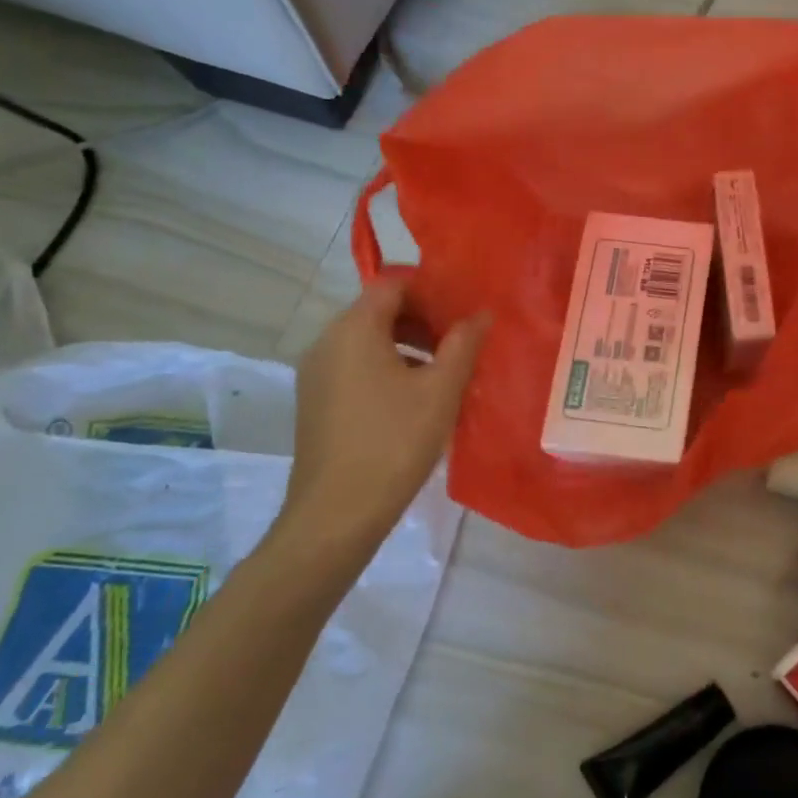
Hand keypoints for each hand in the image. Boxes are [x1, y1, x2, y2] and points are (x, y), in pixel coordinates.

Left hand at [279, 281, 490, 556]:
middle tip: (461, 339)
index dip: (430, 288)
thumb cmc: (394, 442)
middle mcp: (326, 342)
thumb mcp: (441, 390)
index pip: (392, 284)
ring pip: (367, 341)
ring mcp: (316, 374)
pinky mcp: (315, 402)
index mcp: (353, 329)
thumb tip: (482, 314)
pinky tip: (415, 398)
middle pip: (378, 311)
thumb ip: (463, 344)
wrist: (336, 513)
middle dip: (422, 318)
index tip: (463, 306)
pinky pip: (355, 367)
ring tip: (445, 370)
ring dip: (407, 345)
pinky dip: (387, 367)